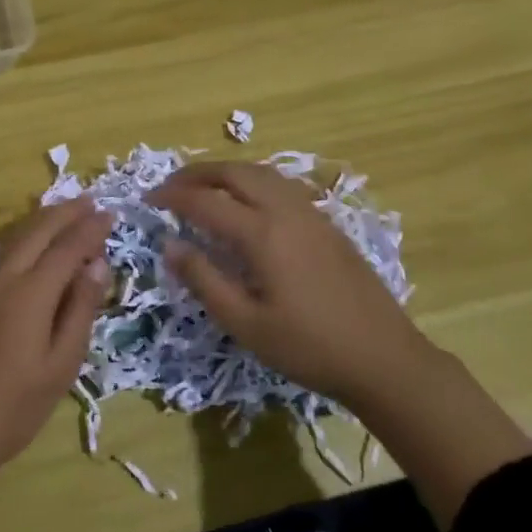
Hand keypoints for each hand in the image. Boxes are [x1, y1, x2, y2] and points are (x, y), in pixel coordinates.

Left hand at [0, 198, 112, 531]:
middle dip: (65, 213)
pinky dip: (22, 237)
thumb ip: (79, 310)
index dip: (91, 229)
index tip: (110, 214)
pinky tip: (29, 244)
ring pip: (14, 237)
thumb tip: (97, 265)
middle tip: (90, 202)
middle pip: (37, 231)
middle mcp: (3, 277)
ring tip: (63, 212)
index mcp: (31, 292)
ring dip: (42, 220)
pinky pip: (0, 252)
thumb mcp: (60, 366)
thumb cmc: (12, 408)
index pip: (68, 246)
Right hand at [150, 160, 426, 407]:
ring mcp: (311, 213)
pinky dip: (252, 182)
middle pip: (235, 172)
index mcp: (263, 234)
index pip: (206, 201)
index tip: (148, 200)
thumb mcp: (246, 323)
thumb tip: (170, 244)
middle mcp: (286, 211)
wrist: (384, 358)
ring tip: (203, 188)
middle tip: (170, 186)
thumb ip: (204, 279)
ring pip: (261, 173)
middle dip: (198, 173)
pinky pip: (281, 185)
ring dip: (226, 173)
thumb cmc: (308, 348)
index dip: (173, 196)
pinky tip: (246, 203)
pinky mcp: (327, 223)